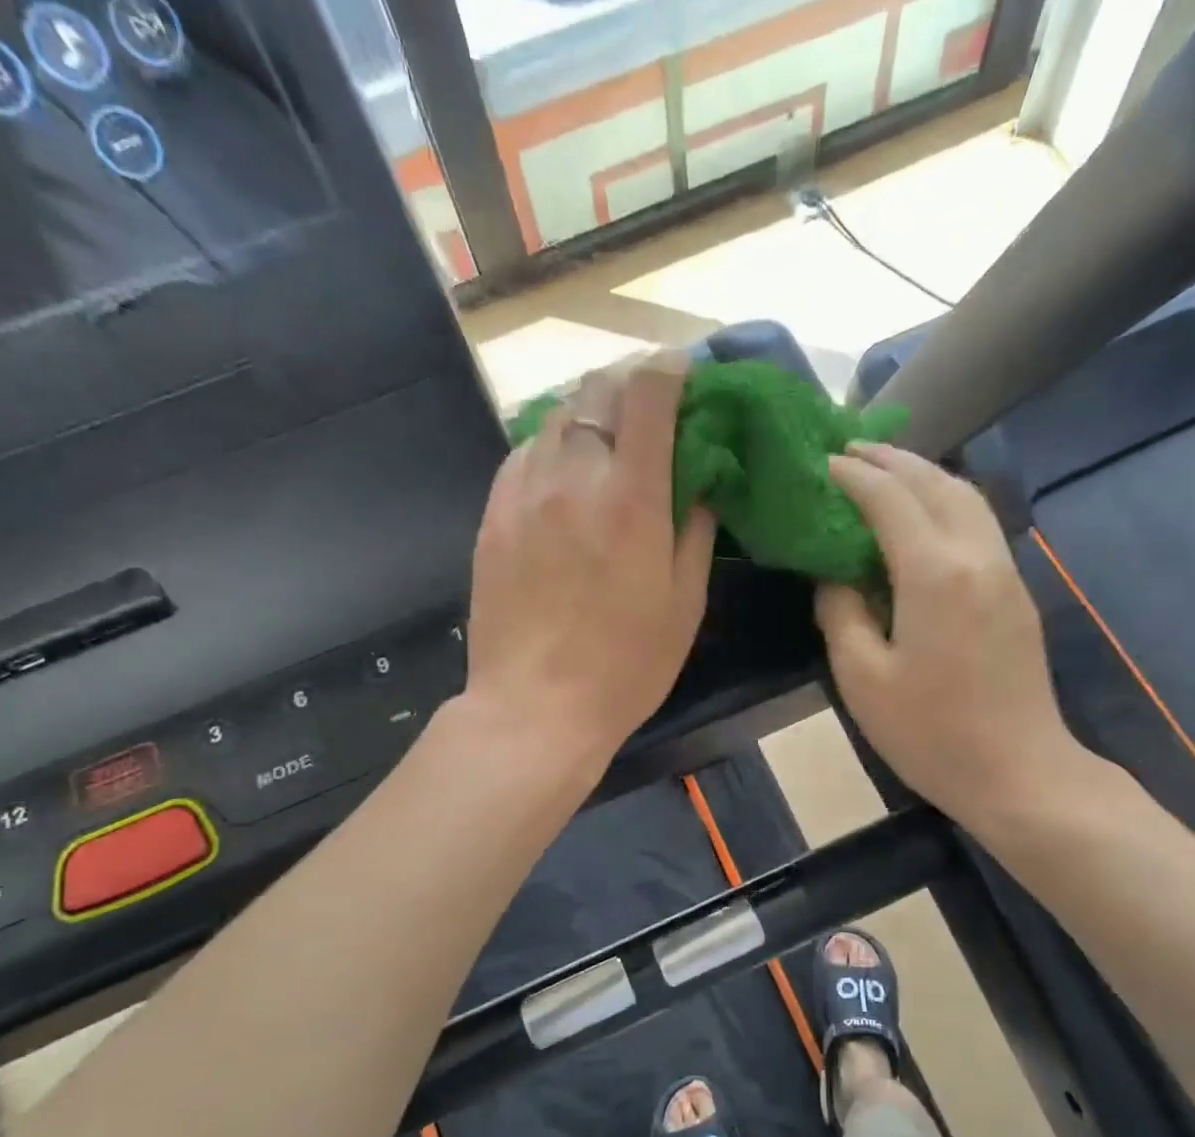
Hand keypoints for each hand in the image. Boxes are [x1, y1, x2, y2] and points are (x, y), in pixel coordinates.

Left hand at [464, 353, 717, 773]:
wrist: (536, 707)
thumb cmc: (627, 666)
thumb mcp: (685, 604)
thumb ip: (696, 529)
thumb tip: (702, 482)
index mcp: (631, 498)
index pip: (648, 394)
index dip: (670, 370)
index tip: (685, 373)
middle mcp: (573, 476)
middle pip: (597, 390)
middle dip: (628, 387)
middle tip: (649, 413)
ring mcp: (523, 491)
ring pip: (556, 418)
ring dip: (589, 417)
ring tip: (606, 447)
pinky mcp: (492, 514)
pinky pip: (525, 455)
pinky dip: (553, 450)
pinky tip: (564, 482)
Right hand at [815, 443, 1085, 829]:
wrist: (1018, 772)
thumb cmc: (931, 733)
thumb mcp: (863, 679)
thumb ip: (841, 614)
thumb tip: (835, 577)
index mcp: (934, 573)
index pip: (889, 499)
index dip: (853, 476)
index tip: (821, 463)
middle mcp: (976, 556)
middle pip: (936, 482)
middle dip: (892, 460)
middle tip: (850, 451)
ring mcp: (1005, 571)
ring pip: (967, 497)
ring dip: (925, 474)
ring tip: (886, 472)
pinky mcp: (1016, 592)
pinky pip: (980, 524)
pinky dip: (947, 502)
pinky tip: (924, 517)